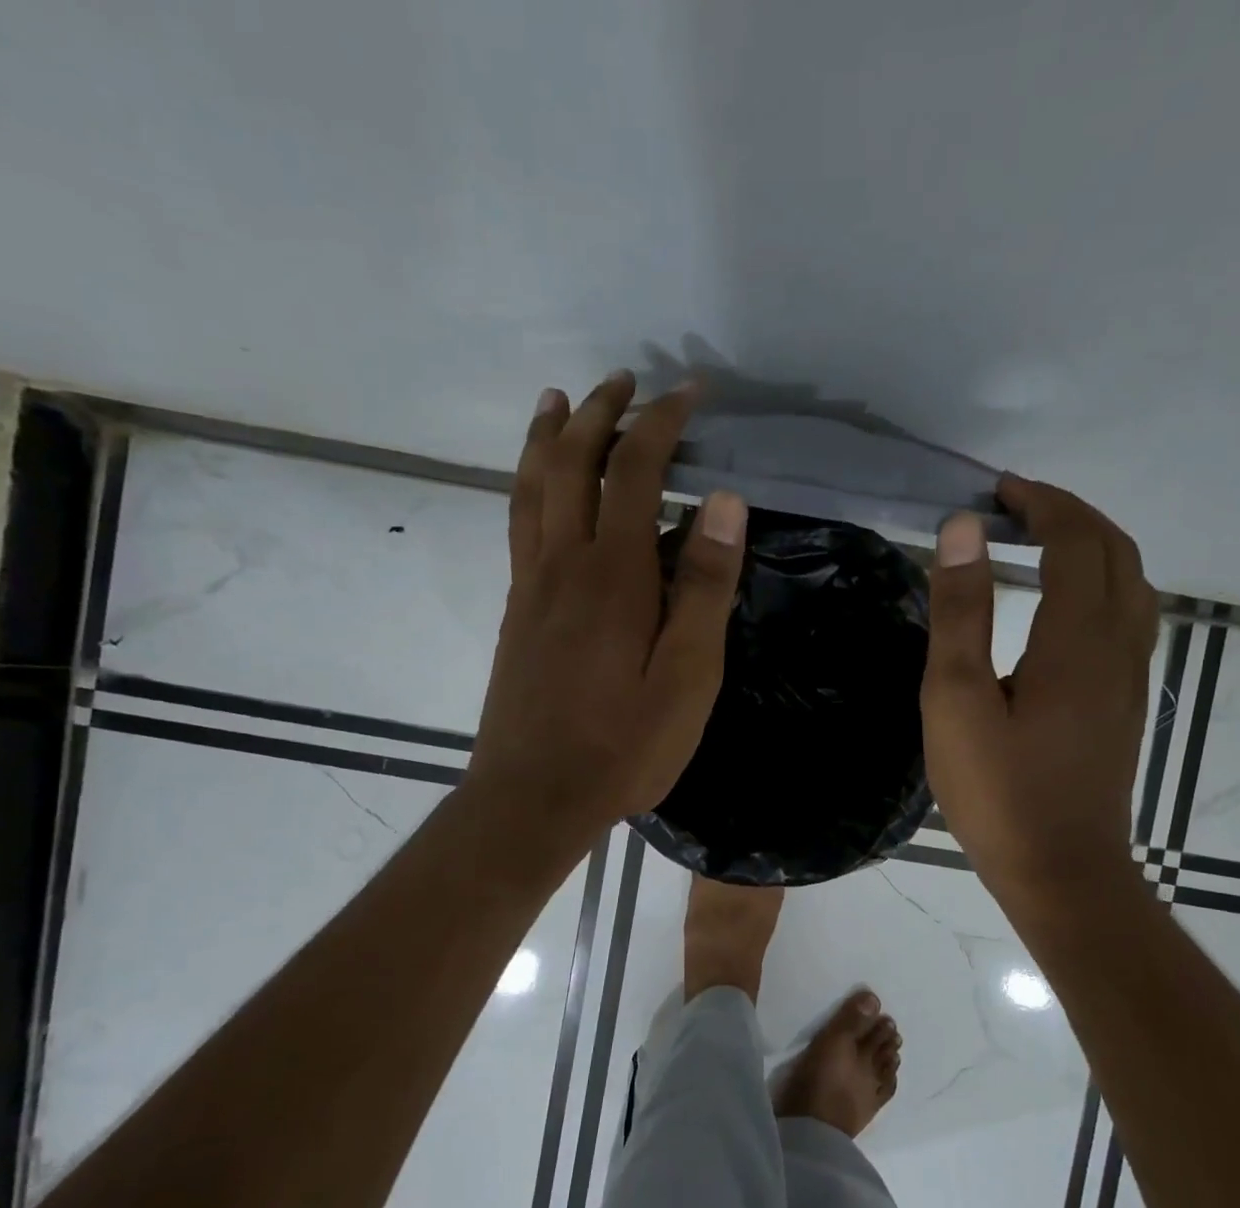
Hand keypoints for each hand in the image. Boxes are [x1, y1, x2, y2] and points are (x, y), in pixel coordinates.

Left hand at [465, 371, 747, 858]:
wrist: (533, 796)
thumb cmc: (623, 745)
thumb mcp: (688, 677)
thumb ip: (705, 588)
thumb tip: (725, 502)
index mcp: (614, 575)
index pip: (635, 471)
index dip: (661, 423)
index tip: (688, 393)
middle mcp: (563, 565)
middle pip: (571, 463)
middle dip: (599, 412)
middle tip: (623, 379)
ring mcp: (530, 587)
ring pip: (530, 488)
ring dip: (546, 437)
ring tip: (558, 401)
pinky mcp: (515, 613)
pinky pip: (517, 526)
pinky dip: (527, 485)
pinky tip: (537, 488)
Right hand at [920, 476, 1158, 904]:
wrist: (1061, 872)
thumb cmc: (999, 791)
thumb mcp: (957, 700)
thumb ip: (960, 612)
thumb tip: (962, 530)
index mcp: (1077, 639)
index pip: (1076, 541)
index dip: (1041, 503)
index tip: (997, 491)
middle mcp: (1118, 647)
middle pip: (1117, 553)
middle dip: (1071, 515)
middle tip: (1017, 508)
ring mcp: (1129, 679)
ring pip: (1132, 585)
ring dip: (1094, 548)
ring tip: (1042, 544)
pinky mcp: (1125, 705)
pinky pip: (1129, 618)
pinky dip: (1102, 585)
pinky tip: (1065, 607)